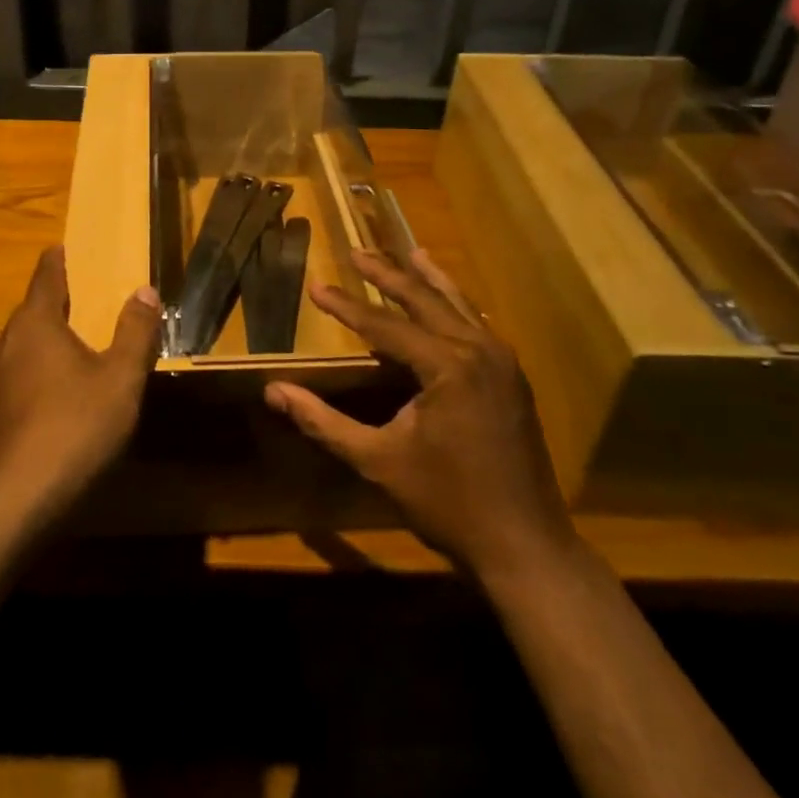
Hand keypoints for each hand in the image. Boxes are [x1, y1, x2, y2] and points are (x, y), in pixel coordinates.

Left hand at [0, 246, 161, 519]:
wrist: (15, 500)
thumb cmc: (75, 427)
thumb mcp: (121, 379)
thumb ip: (135, 331)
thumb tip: (144, 290)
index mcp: (34, 324)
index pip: (45, 276)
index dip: (57, 261)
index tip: (63, 249)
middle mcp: (2, 343)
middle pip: (30, 314)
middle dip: (55, 309)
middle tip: (84, 312)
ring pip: (17, 349)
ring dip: (40, 347)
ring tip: (68, 360)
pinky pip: (9, 381)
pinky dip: (28, 379)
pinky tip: (47, 404)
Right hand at [263, 249, 575, 580]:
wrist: (525, 545)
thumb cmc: (447, 502)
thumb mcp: (377, 460)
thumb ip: (323, 421)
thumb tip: (273, 392)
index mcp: (447, 365)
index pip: (384, 324)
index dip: (346, 305)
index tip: (316, 284)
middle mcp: (479, 350)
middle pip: (425, 300)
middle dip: (388, 275)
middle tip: (357, 252)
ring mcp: (502, 362)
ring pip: (459, 306)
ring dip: (428, 280)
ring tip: (409, 253)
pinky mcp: (512, 378)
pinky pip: (478, 326)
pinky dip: (455, 306)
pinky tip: (448, 302)